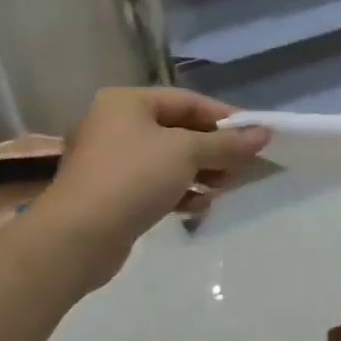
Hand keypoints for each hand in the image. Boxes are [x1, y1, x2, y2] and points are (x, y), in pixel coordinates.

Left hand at [33, 89, 270, 289]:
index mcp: (128, 103)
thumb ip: (227, 143)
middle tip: (243, 167)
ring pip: (170, 160)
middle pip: (180, 131)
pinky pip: (156, 184)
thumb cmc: (133, 178)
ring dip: (202, 173)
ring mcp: (111, 161)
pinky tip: (199, 207)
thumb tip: (264, 134)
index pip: (189, 101)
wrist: (76, 238)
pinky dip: (180, 191)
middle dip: (215, 150)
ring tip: (225, 189)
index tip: (256, 135)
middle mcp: (116, 125)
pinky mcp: (111, 194)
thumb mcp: (187, 153)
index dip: (225, 117)